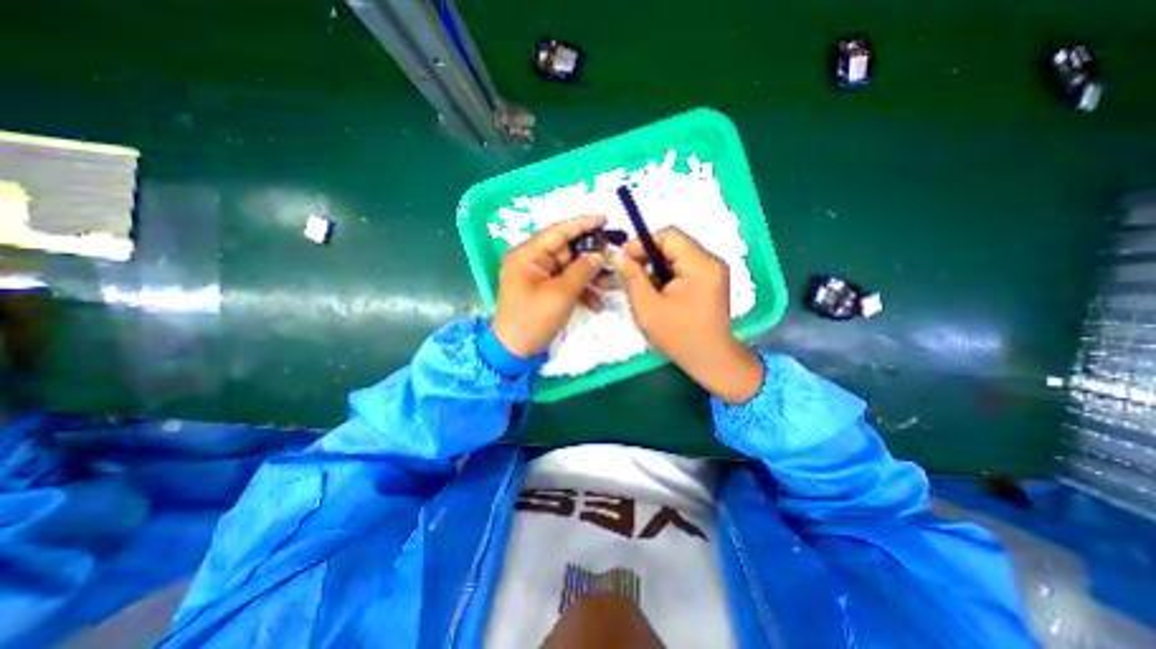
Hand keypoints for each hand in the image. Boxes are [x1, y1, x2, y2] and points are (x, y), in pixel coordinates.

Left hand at [492, 217, 606, 358]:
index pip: (557, 232)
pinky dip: (581, 291)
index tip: (604, 220)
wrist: (516, 350)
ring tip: (610, 287)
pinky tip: (596, 304)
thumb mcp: (561, 294)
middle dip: (591, 259)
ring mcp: (539, 277)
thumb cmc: (533, 319)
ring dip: (590, 278)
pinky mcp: (545, 290)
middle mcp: (532, 261)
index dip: (582, 224)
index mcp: (528, 255)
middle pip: (567, 251)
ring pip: (570, 268)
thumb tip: (600, 255)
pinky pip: (566, 283)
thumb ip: (582, 271)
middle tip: (613, 261)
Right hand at [607, 228, 764, 399]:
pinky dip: (668, 274)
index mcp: (700, 265)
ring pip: (678, 256)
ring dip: (657, 266)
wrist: (710, 359)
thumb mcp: (647, 306)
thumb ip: (632, 276)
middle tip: (630, 272)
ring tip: (643, 285)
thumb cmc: (678, 335)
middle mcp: (711, 261)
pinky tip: (658, 291)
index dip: (642, 242)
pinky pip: (685, 267)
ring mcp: (714, 271)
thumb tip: (617, 255)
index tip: (624, 257)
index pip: (669, 235)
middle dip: (648, 255)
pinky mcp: (711, 281)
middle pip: (674, 244)